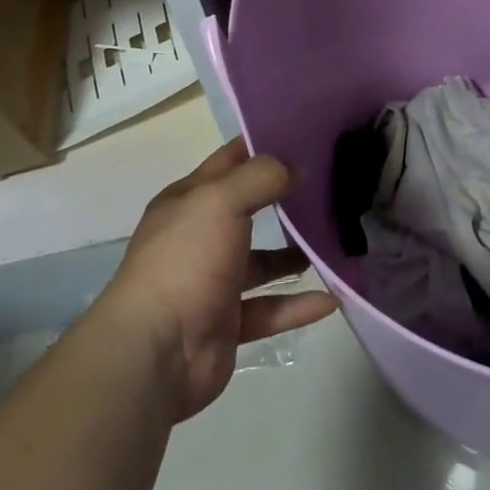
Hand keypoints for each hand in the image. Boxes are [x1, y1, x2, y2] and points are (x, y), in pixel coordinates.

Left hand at [101, 138, 338, 421]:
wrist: (155, 354)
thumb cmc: (185, 261)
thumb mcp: (221, 200)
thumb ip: (262, 177)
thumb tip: (297, 168)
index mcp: (188, 202)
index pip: (230, 161)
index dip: (263, 145)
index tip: (307, 135)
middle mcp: (198, 238)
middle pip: (249, 210)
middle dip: (285, 198)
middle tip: (332, 186)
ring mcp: (212, 283)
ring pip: (262, 263)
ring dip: (294, 254)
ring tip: (334, 242)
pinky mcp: (227, 324)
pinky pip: (270, 309)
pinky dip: (298, 305)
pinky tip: (332, 298)